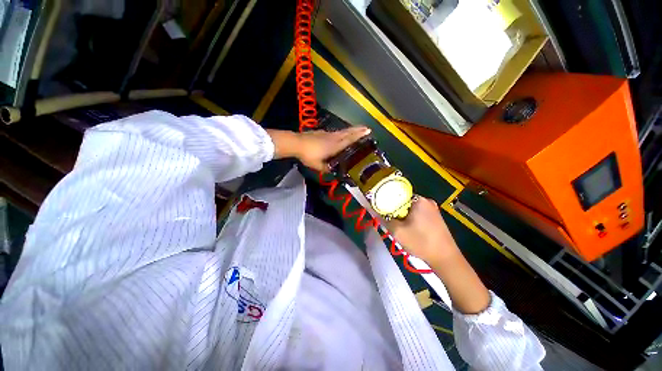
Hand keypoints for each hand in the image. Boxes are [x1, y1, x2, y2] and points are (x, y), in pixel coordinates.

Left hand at [296, 127, 370, 171]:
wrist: (296, 143)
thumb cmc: (308, 155)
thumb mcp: (318, 166)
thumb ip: (326, 169)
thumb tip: (332, 172)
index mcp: (334, 146)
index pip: (349, 140)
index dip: (359, 136)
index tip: (368, 131)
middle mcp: (333, 138)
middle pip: (347, 133)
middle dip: (358, 130)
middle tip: (366, 128)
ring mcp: (326, 134)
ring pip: (341, 131)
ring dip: (350, 130)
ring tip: (356, 130)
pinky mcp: (321, 132)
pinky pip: (334, 132)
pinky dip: (340, 133)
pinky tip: (338, 135)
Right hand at [385, 196, 459, 263]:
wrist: (445, 258)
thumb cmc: (421, 242)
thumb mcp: (397, 231)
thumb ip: (383, 219)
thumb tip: (373, 210)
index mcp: (418, 200)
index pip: (396, 195)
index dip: (386, 202)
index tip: (381, 211)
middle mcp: (426, 201)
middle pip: (403, 201)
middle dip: (394, 211)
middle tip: (389, 221)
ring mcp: (433, 209)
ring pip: (410, 208)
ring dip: (402, 216)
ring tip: (398, 227)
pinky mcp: (435, 217)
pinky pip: (418, 213)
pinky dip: (410, 219)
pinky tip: (409, 229)